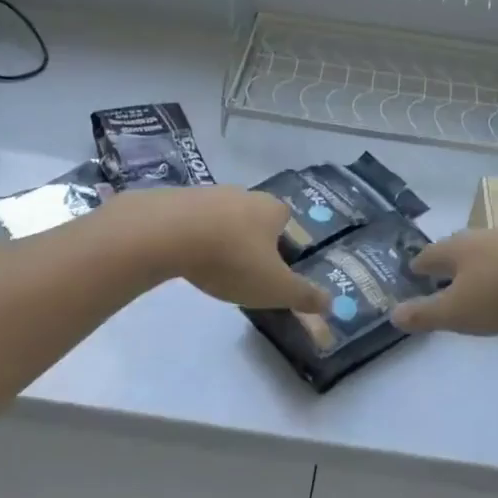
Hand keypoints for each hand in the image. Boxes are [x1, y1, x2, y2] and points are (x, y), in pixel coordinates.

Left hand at [107, 187, 328, 312]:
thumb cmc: (232, 260)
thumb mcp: (275, 288)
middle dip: (250, 238)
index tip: (273, 265)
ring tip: (211, 266)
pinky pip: (191, 219)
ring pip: (221, 216)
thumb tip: (330, 303)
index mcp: (271, 209)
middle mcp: (243, 194)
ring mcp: (207, 193)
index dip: (283, 240)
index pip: (286, 218)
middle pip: (253, 215)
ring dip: (219, 236)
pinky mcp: (175, 200)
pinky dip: (191, 235)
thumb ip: (303, 296)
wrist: (167, 233)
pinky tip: (184, 256)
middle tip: (243, 269)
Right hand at [392, 229, 497, 334]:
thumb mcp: (458, 313)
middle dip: (450, 263)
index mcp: (457, 247)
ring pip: (490, 249)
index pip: (428, 255)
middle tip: (444, 279)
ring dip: (482, 264)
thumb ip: (425, 314)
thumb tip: (393, 314)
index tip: (413, 275)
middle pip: (459, 248)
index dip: (418, 267)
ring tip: (481, 282)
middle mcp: (483, 235)